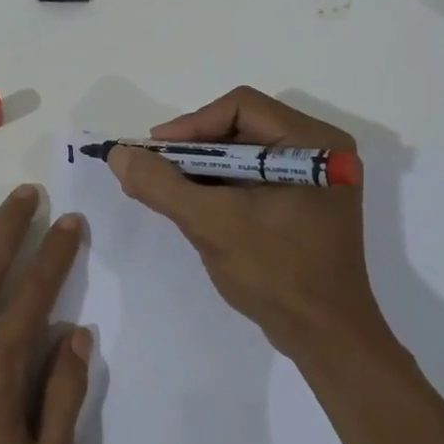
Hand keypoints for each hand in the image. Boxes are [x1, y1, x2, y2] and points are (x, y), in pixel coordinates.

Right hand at [107, 86, 386, 364]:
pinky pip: (252, 177)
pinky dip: (219, 186)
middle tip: (154, 169)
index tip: (153, 153)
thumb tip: (119, 154)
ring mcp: (314, 178)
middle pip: (241, 127)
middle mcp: (319, 149)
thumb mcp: (211, 223)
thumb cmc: (276, 273)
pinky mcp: (304, 202)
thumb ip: (161, 185)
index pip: (240, 107)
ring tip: (165, 189)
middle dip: (192, 149)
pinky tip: (191, 205)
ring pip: (243, 153)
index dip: (191, 125)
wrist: (325, 337)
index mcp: (313, 142)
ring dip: (201, 168)